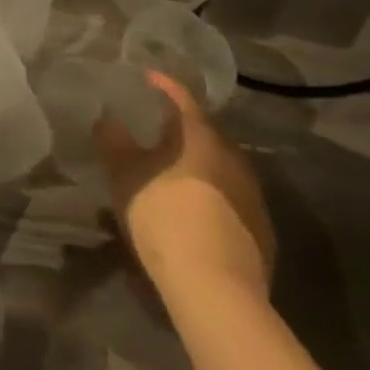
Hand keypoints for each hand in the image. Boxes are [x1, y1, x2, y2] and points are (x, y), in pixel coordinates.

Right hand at [93, 70, 274, 297]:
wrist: (216, 291)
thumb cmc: (166, 217)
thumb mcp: (125, 176)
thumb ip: (114, 142)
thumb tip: (106, 119)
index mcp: (202, 137)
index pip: (183, 99)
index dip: (165, 86)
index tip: (149, 78)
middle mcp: (234, 159)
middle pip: (205, 135)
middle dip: (181, 132)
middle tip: (156, 135)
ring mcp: (253, 198)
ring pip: (220, 170)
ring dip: (196, 168)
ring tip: (171, 178)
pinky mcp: (262, 235)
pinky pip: (231, 203)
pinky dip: (211, 200)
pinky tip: (193, 217)